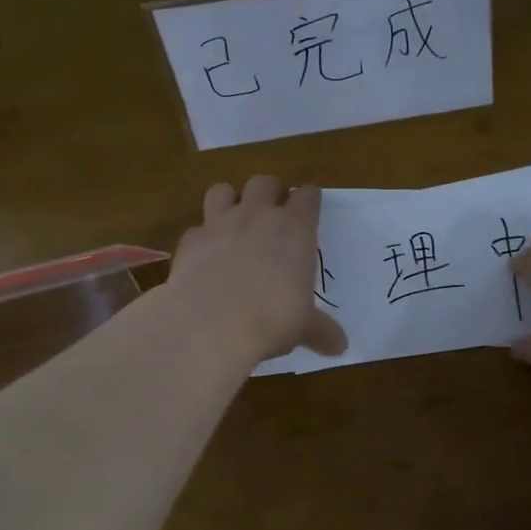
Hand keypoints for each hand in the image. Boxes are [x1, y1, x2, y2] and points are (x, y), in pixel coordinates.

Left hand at [169, 175, 346, 363]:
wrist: (211, 323)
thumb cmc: (272, 318)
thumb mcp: (303, 327)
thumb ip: (321, 331)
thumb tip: (341, 347)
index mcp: (295, 229)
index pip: (307, 196)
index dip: (308, 198)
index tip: (310, 205)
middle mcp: (258, 216)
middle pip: (265, 182)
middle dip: (270, 192)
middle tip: (273, 212)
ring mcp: (220, 224)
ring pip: (223, 190)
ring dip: (230, 200)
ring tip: (234, 221)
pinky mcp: (189, 241)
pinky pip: (196, 228)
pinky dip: (202, 238)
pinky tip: (205, 256)